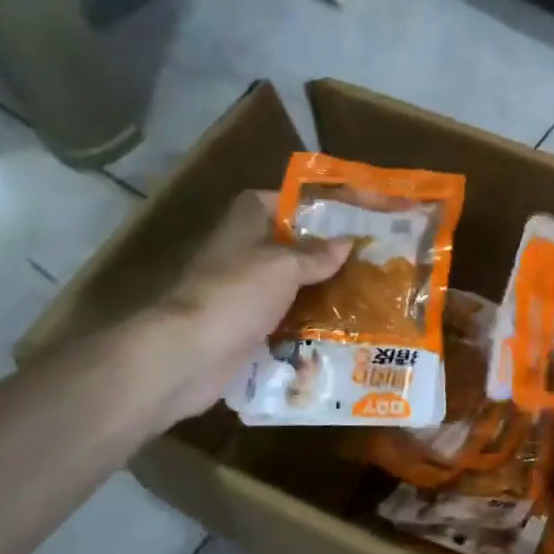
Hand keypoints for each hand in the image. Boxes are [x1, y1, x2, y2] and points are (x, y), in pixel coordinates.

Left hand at [148, 190, 351, 417]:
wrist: (191, 352)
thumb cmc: (238, 293)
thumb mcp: (285, 266)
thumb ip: (317, 254)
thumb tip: (348, 242)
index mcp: (244, 224)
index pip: (275, 200)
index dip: (305, 205)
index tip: (341, 215)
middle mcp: (241, 252)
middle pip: (285, 244)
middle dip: (320, 250)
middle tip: (362, 255)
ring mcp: (241, 290)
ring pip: (286, 282)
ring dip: (316, 287)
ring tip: (360, 288)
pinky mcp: (245, 324)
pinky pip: (282, 316)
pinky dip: (305, 319)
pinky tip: (337, 322)